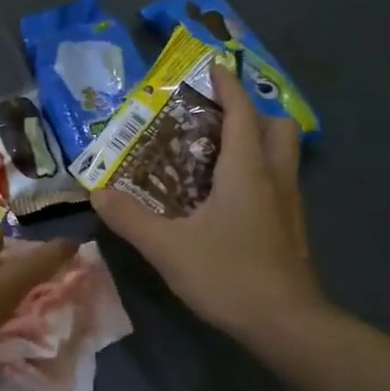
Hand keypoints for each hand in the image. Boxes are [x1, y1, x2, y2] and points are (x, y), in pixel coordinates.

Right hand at [92, 66, 320, 338]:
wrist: (286, 324)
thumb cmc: (229, 275)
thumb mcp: (168, 247)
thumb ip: (131, 219)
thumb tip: (97, 193)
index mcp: (247, 170)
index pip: (242, 112)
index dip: (228, 86)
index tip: (213, 66)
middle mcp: (275, 178)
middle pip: (278, 127)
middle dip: (254, 112)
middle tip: (219, 118)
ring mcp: (290, 205)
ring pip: (284, 156)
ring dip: (259, 143)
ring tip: (221, 154)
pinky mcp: (292, 231)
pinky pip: (280, 184)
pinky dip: (260, 174)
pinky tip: (232, 200)